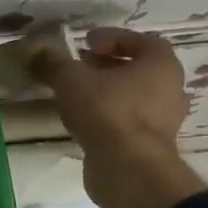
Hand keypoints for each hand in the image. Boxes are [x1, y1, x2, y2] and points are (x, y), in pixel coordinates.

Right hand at [13, 27, 207, 207]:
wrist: (127, 170)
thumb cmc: (107, 112)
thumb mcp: (70, 79)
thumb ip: (53, 62)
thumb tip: (35, 50)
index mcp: (162, 65)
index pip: (142, 40)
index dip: (112, 38)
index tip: (86, 43)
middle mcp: (171, 90)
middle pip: (138, 70)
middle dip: (108, 66)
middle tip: (79, 67)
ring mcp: (164, 121)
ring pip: (133, 97)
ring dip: (107, 93)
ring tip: (76, 95)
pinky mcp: (150, 147)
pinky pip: (128, 122)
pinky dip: (107, 117)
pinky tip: (82, 121)